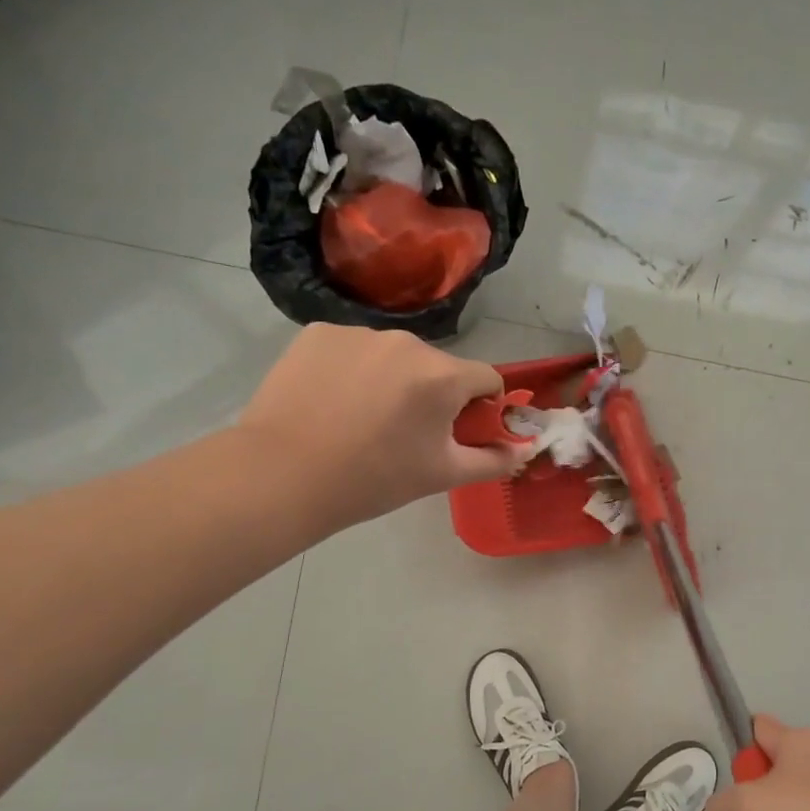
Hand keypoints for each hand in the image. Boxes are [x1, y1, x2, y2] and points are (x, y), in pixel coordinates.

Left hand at [234, 325, 522, 535]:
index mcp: (443, 376)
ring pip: (394, 355)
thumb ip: (494, 460)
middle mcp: (406, 341)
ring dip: (393, 379)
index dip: (482, 406)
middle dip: (434, 394)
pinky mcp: (318, 332)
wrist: (283, 474)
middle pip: (439, 366)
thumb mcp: (443, 475)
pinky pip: (353, 348)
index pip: (486, 378)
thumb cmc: (374, 479)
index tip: (459, 431)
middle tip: (405, 434)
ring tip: (362, 418)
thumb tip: (526, 450)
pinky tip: (332, 400)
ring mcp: (358, 332)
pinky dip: (353, 369)